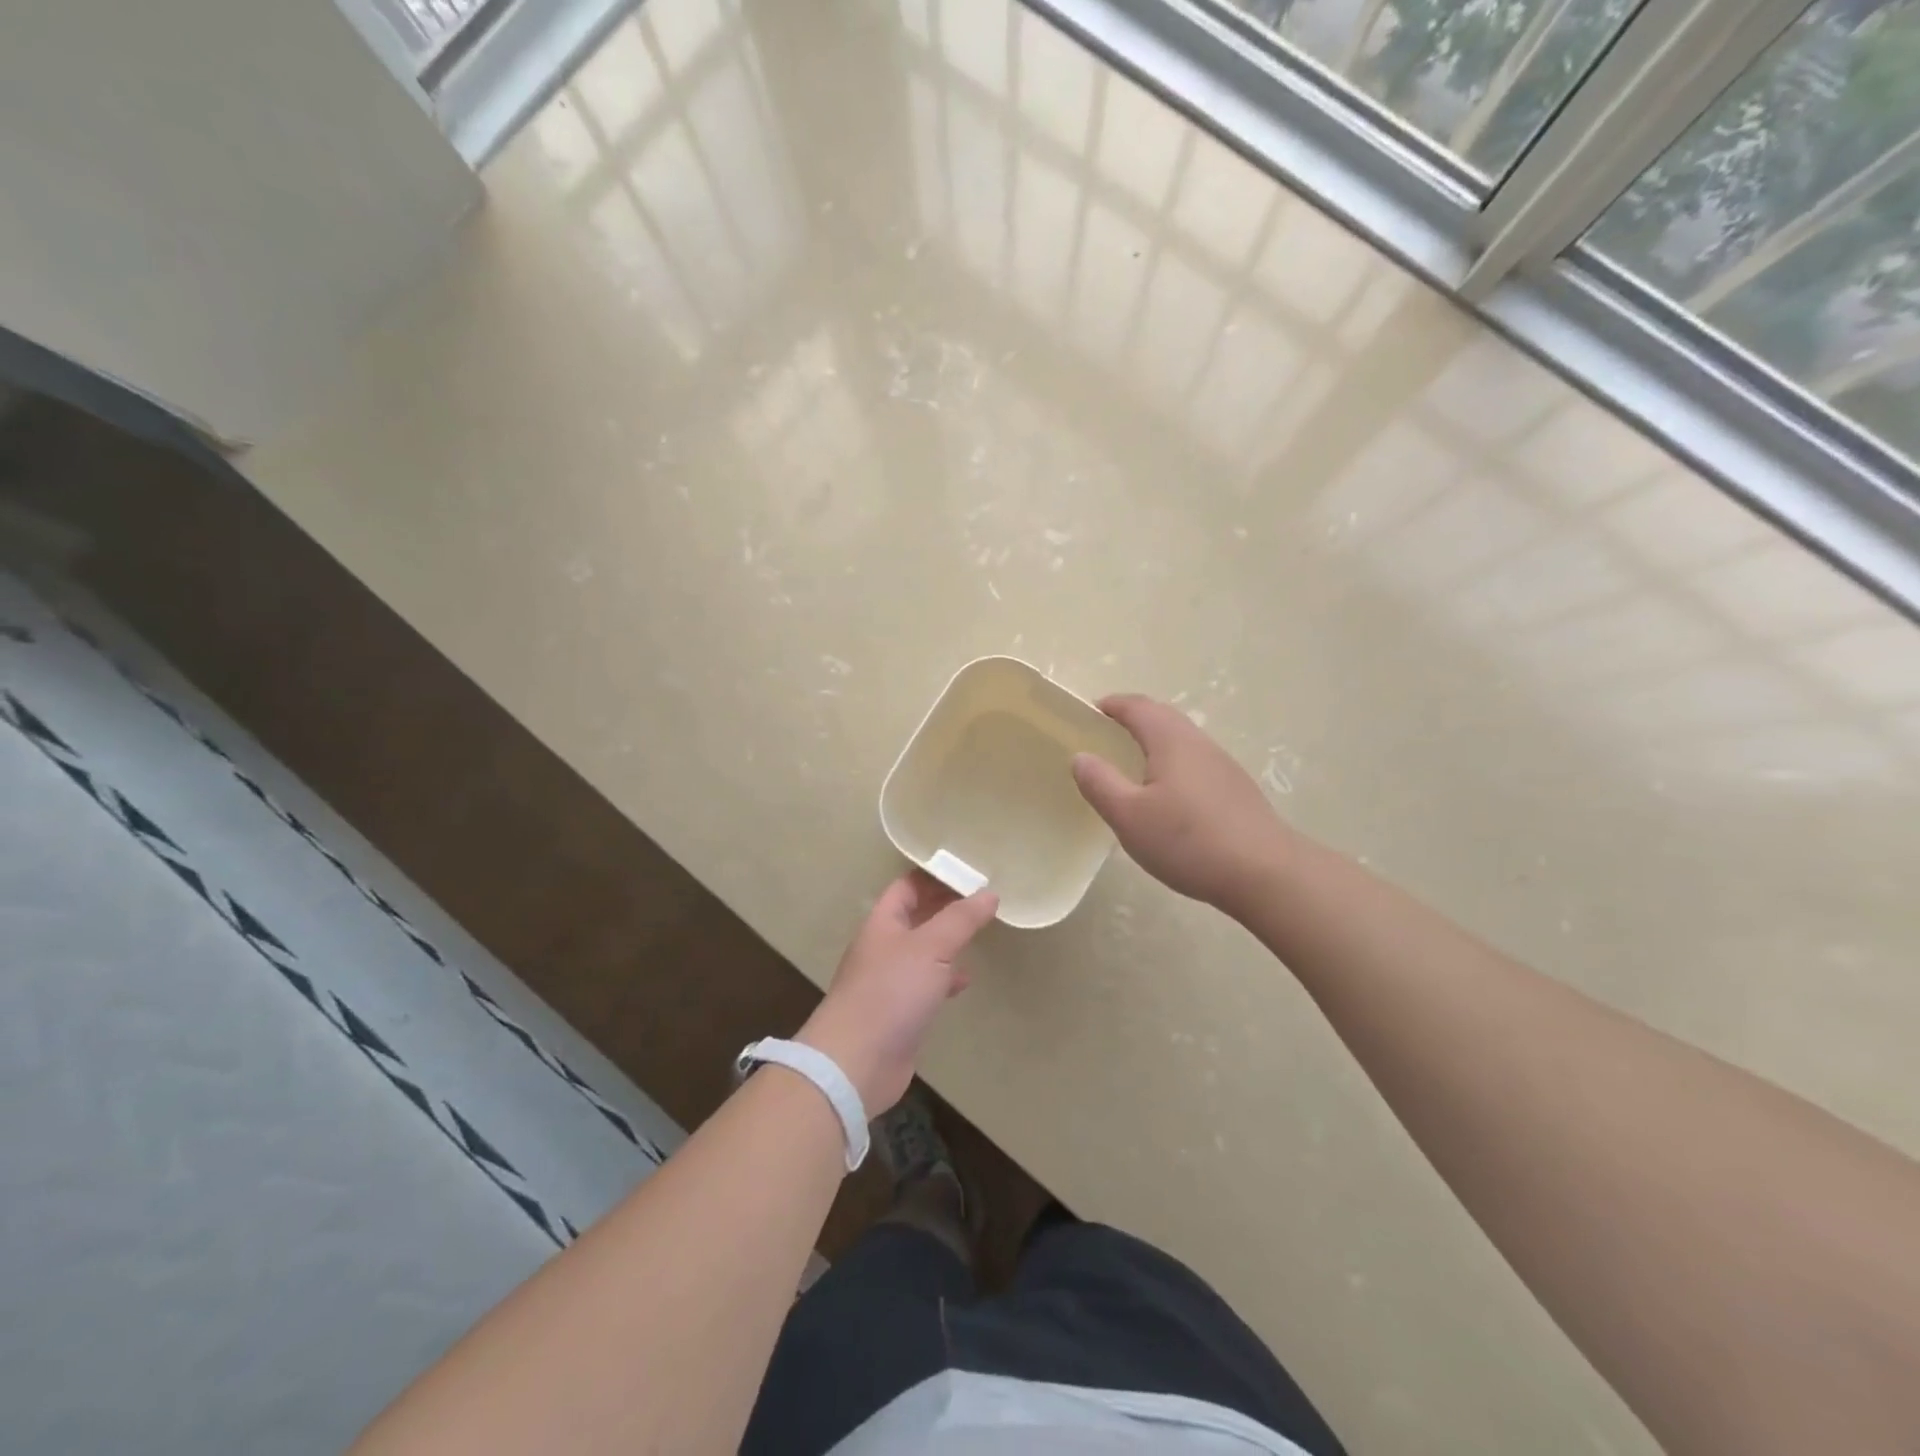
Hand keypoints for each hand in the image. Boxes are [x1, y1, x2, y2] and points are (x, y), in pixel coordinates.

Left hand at [797, 871, 998, 1113]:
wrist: (856, 1062)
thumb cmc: (891, 992)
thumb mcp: (931, 947)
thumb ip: (961, 919)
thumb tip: (989, 893)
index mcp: (882, 923)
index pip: (907, 887)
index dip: (934, 876)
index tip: (968, 872)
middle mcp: (883, 947)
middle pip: (915, 917)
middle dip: (944, 907)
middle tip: (982, 900)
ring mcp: (889, 981)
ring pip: (922, 951)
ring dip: (947, 942)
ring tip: (979, 935)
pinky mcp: (898, 1012)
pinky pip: (925, 984)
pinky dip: (945, 978)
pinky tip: (964, 981)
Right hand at [1071, 693, 1294, 915]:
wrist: (1265, 873)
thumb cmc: (1188, 840)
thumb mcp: (1128, 816)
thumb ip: (1100, 783)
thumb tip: (1081, 756)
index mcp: (1171, 740)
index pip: (1138, 707)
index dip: (1112, 705)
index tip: (1091, 711)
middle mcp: (1199, 743)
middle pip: (1163, 717)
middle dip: (1133, 718)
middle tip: (1106, 735)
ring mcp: (1222, 766)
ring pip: (1182, 740)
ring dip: (1155, 741)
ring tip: (1132, 765)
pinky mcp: (1236, 790)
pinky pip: (1195, 763)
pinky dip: (1173, 764)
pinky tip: (1168, 796)